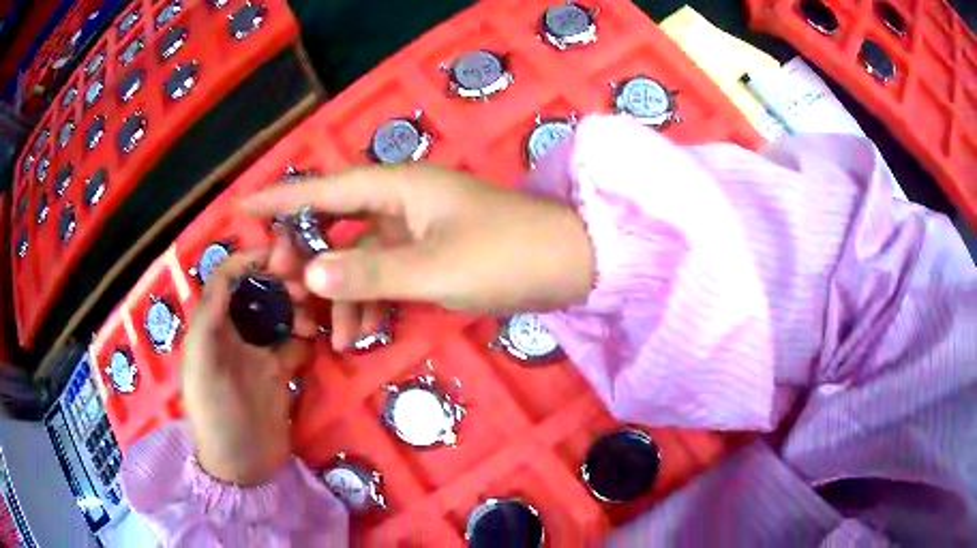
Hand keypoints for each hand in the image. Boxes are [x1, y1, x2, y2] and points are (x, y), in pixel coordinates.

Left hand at [181, 249, 311, 485]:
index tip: (283, 255)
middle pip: (259, 291)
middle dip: (280, 283)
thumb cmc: (214, 412)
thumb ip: (211, 313)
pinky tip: (317, 340)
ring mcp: (259, 352)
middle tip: (305, 289)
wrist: (243, 465)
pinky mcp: (281, 372)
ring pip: (281, 313)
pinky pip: (297, 342)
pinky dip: (308, 337)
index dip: (252, 261)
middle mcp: (235, 331)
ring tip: (311, 321)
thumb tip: (231, 270)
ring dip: (297, 309)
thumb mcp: (202, 360)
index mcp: (211, 324)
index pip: (229, 277)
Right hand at [241, 163, 595, 349]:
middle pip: (338, 224)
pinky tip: (365, 331)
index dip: (281, 199)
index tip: (242, 207)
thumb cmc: (506, 256)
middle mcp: (403, 201)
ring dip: (344, 293)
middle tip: (285, 289)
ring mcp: (418, 229)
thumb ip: (369, 273)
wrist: (569, 265)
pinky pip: (388, 273)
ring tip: (331, 334)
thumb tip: (310, 275)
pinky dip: (373, 299)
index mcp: (400, 188)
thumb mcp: (433, 269)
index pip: (325, 190)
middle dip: (309, 257)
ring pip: (362, 257)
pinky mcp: (433, 254)